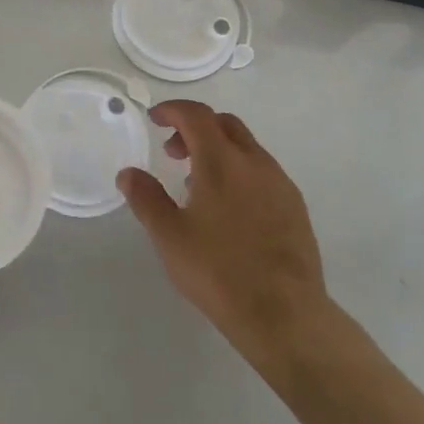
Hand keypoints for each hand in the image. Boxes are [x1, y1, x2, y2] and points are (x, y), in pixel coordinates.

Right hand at [118, 101, 330, 374]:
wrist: (284, 313)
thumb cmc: (218, 270)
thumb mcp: (169, 236)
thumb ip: (146, 198)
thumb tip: (128, 173)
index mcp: (222, 161)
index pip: (196, 115)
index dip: (172, 110)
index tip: (154, 118)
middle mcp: (255, 162)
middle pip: (224, 124)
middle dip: (195, 127)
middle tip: (172, 151)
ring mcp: (280, 183)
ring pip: (246, 147)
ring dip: (218, 150)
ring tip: (195, 184)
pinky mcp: (295, 207)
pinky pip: (262, 172)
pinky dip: (238, 171)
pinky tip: (228, 208)